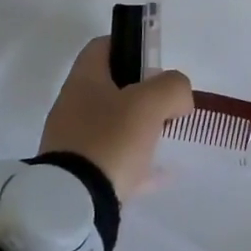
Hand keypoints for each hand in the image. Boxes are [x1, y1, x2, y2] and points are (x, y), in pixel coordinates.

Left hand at [38, 37, 192, 200]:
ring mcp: (73, 143)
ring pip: (112, 124)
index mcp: (83, 82)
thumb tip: (178, 97)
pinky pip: (113, 161)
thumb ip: (172, 86)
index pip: (102, 46)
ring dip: (140, 127)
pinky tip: (160, 173)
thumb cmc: (110, 140)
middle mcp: (73, 107)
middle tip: (167, 104)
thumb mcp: (151, 102)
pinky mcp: (78, 175)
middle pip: (110, 87)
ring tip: (166, 138)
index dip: (130, 45)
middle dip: (142, 92)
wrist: (75, 206)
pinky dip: (137, 162)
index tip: (155, 61)